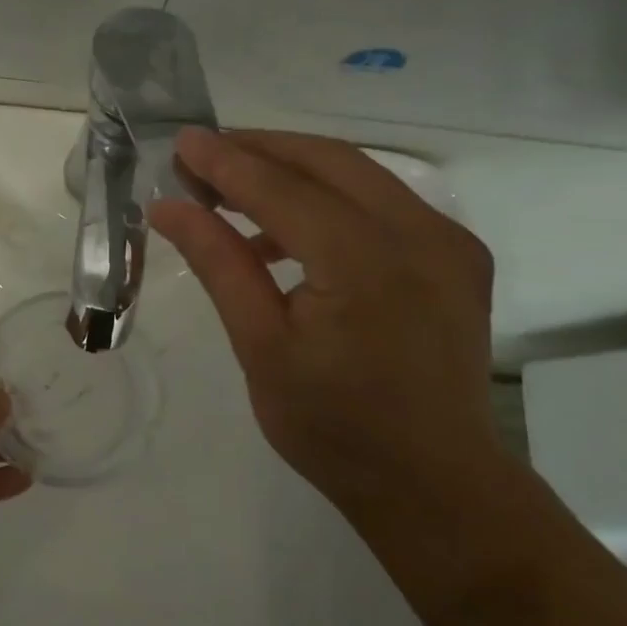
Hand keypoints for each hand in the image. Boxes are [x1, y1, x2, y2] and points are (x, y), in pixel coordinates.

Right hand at [149, 128, 496, 500]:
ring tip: (233, 191)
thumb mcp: (260, 346)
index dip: (226, 162)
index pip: (282, 189)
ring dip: (292, 169)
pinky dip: (328, 197)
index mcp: (366, 263)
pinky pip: (382, 200)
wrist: (434, 483)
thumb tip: (169, 207)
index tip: (181, 142)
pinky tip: (287, 228)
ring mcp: (448, 240)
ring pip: (358, 173)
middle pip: (327, 160)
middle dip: (259, 150)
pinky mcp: (457, 254)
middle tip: (202, 160)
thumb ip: (219, 263)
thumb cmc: (333, 426)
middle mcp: (420, 234)